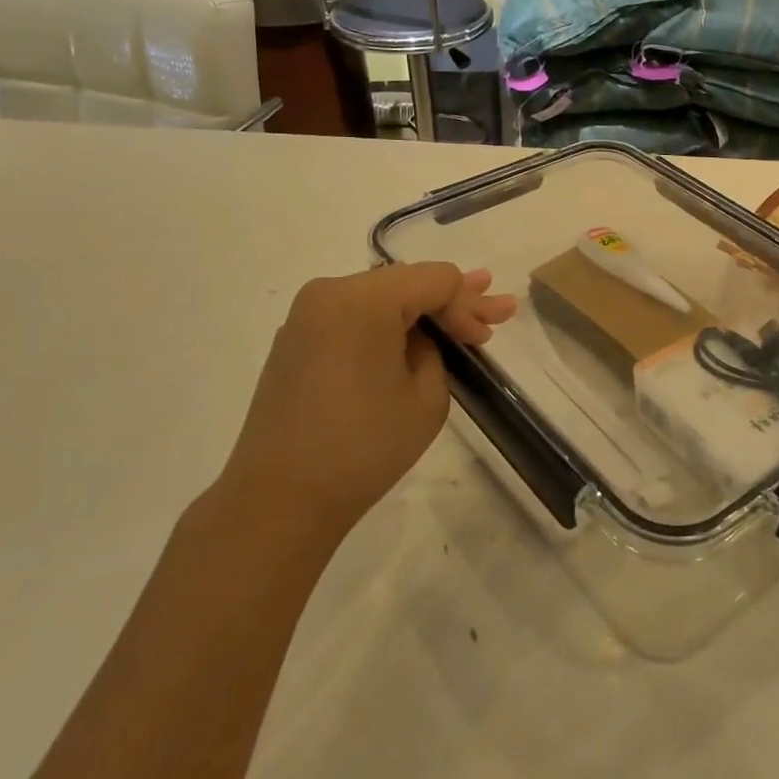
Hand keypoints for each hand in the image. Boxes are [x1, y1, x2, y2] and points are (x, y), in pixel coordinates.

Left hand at [218, 264, 516, 541]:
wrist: (280, 499)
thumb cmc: (363, 447)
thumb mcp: (426, 397)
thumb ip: (434, 351)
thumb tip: (417, 339)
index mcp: (363, 299)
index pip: (435, 280)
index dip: (469, 304)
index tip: (489, 337)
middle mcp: (329, 292)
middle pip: (406, 282)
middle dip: (452, 300)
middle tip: (498, 308)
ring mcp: (306, 316)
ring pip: (380, 297)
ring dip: (420, 310)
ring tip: (460, 316)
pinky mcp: (296, 341)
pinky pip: (353, 318)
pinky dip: (387, 324)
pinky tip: (412, 333)